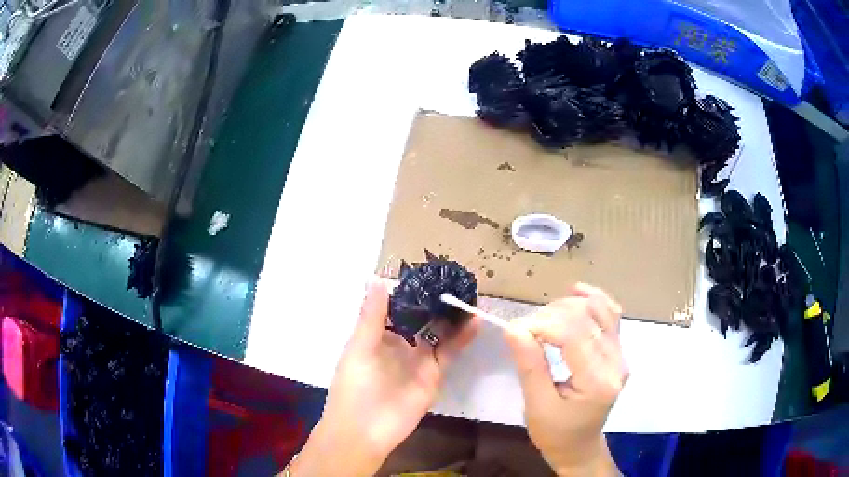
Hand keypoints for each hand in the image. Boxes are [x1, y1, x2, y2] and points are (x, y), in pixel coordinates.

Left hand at [292, 279, 478, 475]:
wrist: (365, 431)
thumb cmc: (354, 386)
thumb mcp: (359, 348)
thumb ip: (371, 316)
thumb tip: (377, 278)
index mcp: (377, 333)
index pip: (397, 305)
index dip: (411, 289)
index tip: (429, 270)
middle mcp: (399, 343)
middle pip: (421, 317)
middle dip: (436, 300)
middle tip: (457, 278)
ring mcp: (418, 358)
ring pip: (439, 331)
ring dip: (452, 316)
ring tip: (469, 294)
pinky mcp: (434, 374)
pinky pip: (450, 351)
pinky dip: (462, 337)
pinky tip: (473, 320)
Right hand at [504, 283, 627, 476]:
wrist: (579, 446)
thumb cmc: (555, 434)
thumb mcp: (536, 406)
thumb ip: (529, 365)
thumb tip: (513, 327)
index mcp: (598, 382)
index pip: (573, 334)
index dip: (541, 324)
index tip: (514, 331)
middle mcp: (616, 362)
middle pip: (585, 317)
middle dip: (549, 315)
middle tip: (524, 330)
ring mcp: (621, 354)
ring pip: (599, 309)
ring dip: (567, 306)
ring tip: (543, 320)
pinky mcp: (618, 350)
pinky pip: (610, 314)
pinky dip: (592, 299)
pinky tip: (576, 291)